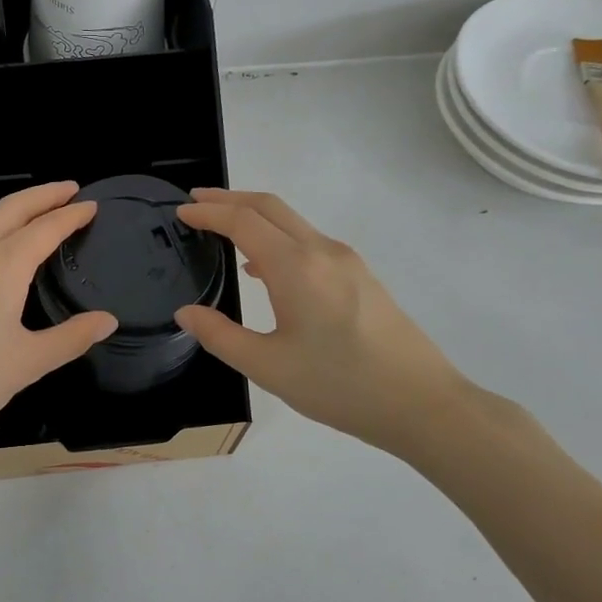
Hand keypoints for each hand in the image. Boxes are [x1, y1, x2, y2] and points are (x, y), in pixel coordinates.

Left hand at [0, 182, 117, 462]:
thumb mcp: (29, 362)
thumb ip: (71, 338)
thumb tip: (108, 320)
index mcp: (3, 266)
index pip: (46, 228)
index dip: (71, 215)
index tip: (92, 206)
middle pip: (12, 208)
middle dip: (43, 195)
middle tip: (69, 189)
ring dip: (13, 207)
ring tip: (33, 211)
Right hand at [174, 188, 478, 456]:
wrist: (421, 402)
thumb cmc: (339, 385)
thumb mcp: (267, 367)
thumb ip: (220, 336)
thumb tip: (186, 313)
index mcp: (296, 267)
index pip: (243, 222)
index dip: (208, 213)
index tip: (180, 212)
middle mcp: (322, 251)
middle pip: (270, 207)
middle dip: (230, 199)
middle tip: (196, 202)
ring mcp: (346, 261)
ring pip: (293, 222)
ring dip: (255, 216)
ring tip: (223, 229)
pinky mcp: (360, 277)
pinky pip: (309, 242)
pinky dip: (278, 238)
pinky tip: (264, 269)